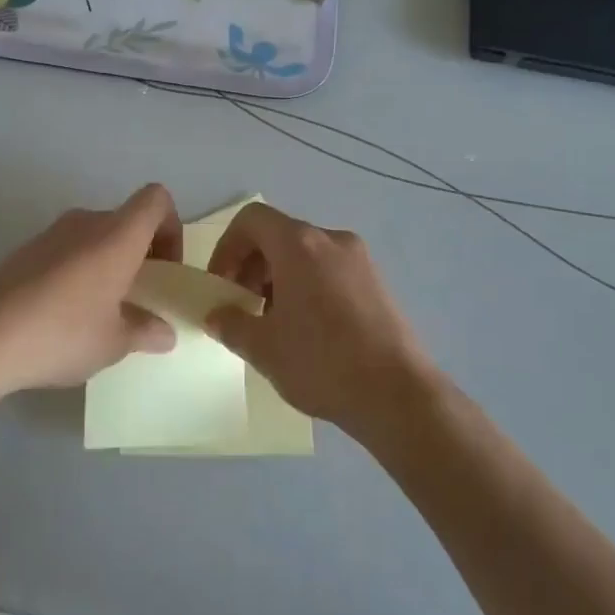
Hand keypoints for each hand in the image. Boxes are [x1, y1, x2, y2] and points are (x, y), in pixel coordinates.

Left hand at [0, 183, 183, 401]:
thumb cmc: (60, 334)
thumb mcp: (113, 343)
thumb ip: (145, 331)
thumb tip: (164, 332)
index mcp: (116, 235)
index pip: (156, 199)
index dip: (171, 228)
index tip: (165, 270)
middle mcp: (85, 223)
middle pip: (127, 220)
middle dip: (142, 254)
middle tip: (140, 298)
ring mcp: (50, 234)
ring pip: (96, 237)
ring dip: (110, 264)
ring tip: (103, 312)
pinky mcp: (24, 251)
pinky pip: (68, 250)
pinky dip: (80, 272)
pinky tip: (67, 315)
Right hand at [205, 202, 441, 438]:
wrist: (398, 395)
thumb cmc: (321, 362)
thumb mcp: (262, 347)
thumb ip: (230, 323)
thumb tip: (216, 314)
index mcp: (299, 244)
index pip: (251, 219)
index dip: (227, 247)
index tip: (222, 285)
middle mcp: (331, 240)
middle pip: (279, 235)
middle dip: (252, 266)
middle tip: (243, 307)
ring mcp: (360, 260)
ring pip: (305, 255)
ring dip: (279, 279)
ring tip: (274, 324)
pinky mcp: (377, 283)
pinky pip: (330, 271)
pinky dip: (307, 287)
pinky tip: (308, 331)